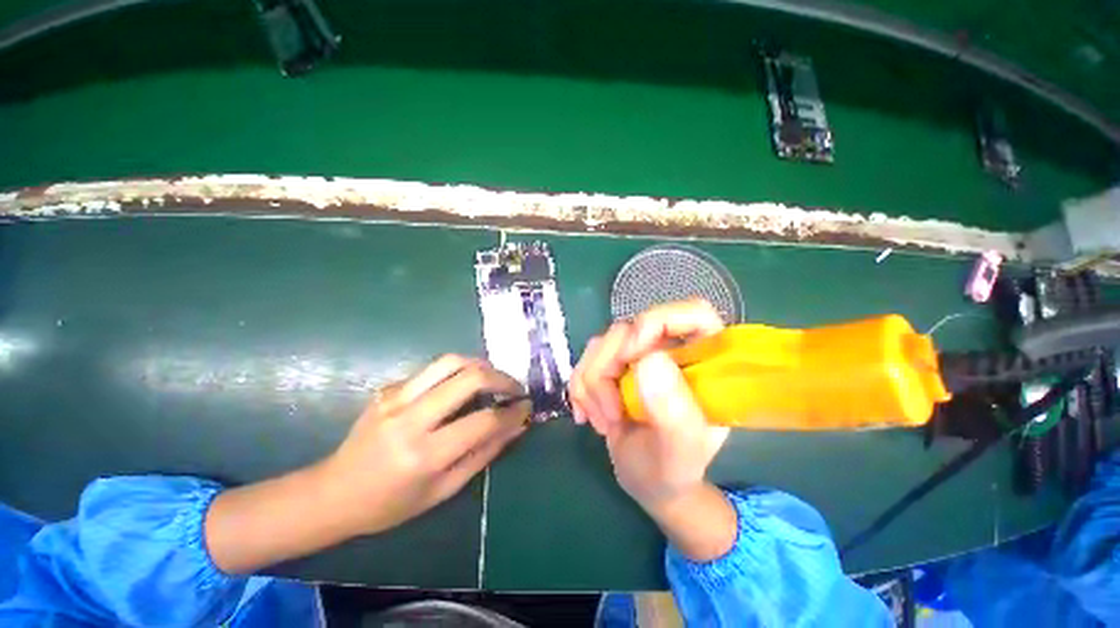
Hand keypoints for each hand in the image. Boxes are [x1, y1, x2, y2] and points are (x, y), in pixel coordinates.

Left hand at [206, 355, 528, 573]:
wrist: (333, 492)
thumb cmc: (391, 503)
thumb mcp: (444, 490)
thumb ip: (484, 453)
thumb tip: (516, 426)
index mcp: (424, 455)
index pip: (483, 421)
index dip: (512, 412)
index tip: (527, 407)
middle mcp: (410, 418)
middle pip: (469, 377)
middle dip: (502, 378)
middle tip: (515, 388)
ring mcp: (396, 397)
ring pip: (451, 361)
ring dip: (481, 365)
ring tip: (494, 379)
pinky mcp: (389, 387)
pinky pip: (433, 370)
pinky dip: (457, 373)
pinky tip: (461, 387)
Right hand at [568, 299, 728, 508]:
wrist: (649, 483)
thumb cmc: (673, 471)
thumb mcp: (679, 454)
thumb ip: (674, 412)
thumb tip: (649, 360)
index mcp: (703, 362)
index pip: (692, 313)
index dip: (656, 322)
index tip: (631, 357)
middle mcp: (670, 349)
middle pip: (628, 330)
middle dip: (608, 372)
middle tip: (611, 414)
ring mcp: (639, 356)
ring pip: (601, 345)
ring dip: (591, 385)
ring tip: (604, 422)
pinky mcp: (614, 365)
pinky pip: (585, 360)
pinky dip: (580, 389)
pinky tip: (588, 416)